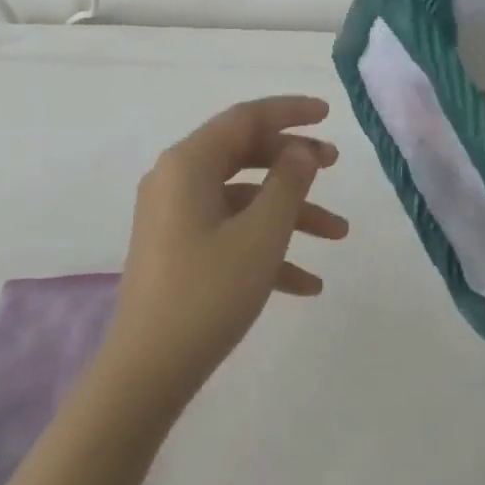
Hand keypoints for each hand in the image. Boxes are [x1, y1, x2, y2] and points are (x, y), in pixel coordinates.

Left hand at [104, 96, 347, 416]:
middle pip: (244, 153)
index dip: (289, 111)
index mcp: (189, 163)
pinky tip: (307, 284)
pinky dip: (266, 247)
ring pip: (243, 198)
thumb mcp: (260, 235)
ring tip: (338, 233)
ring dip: (290, 211)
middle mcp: (177, 180)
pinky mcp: (178, 250)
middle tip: (335, 165)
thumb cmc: (207, 293)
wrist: (146, 373)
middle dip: (293, 160)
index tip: (328, 114)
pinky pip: (230, 232)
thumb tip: (300, 150)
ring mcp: (175, 217)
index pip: (245, 118)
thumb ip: (287, 183)